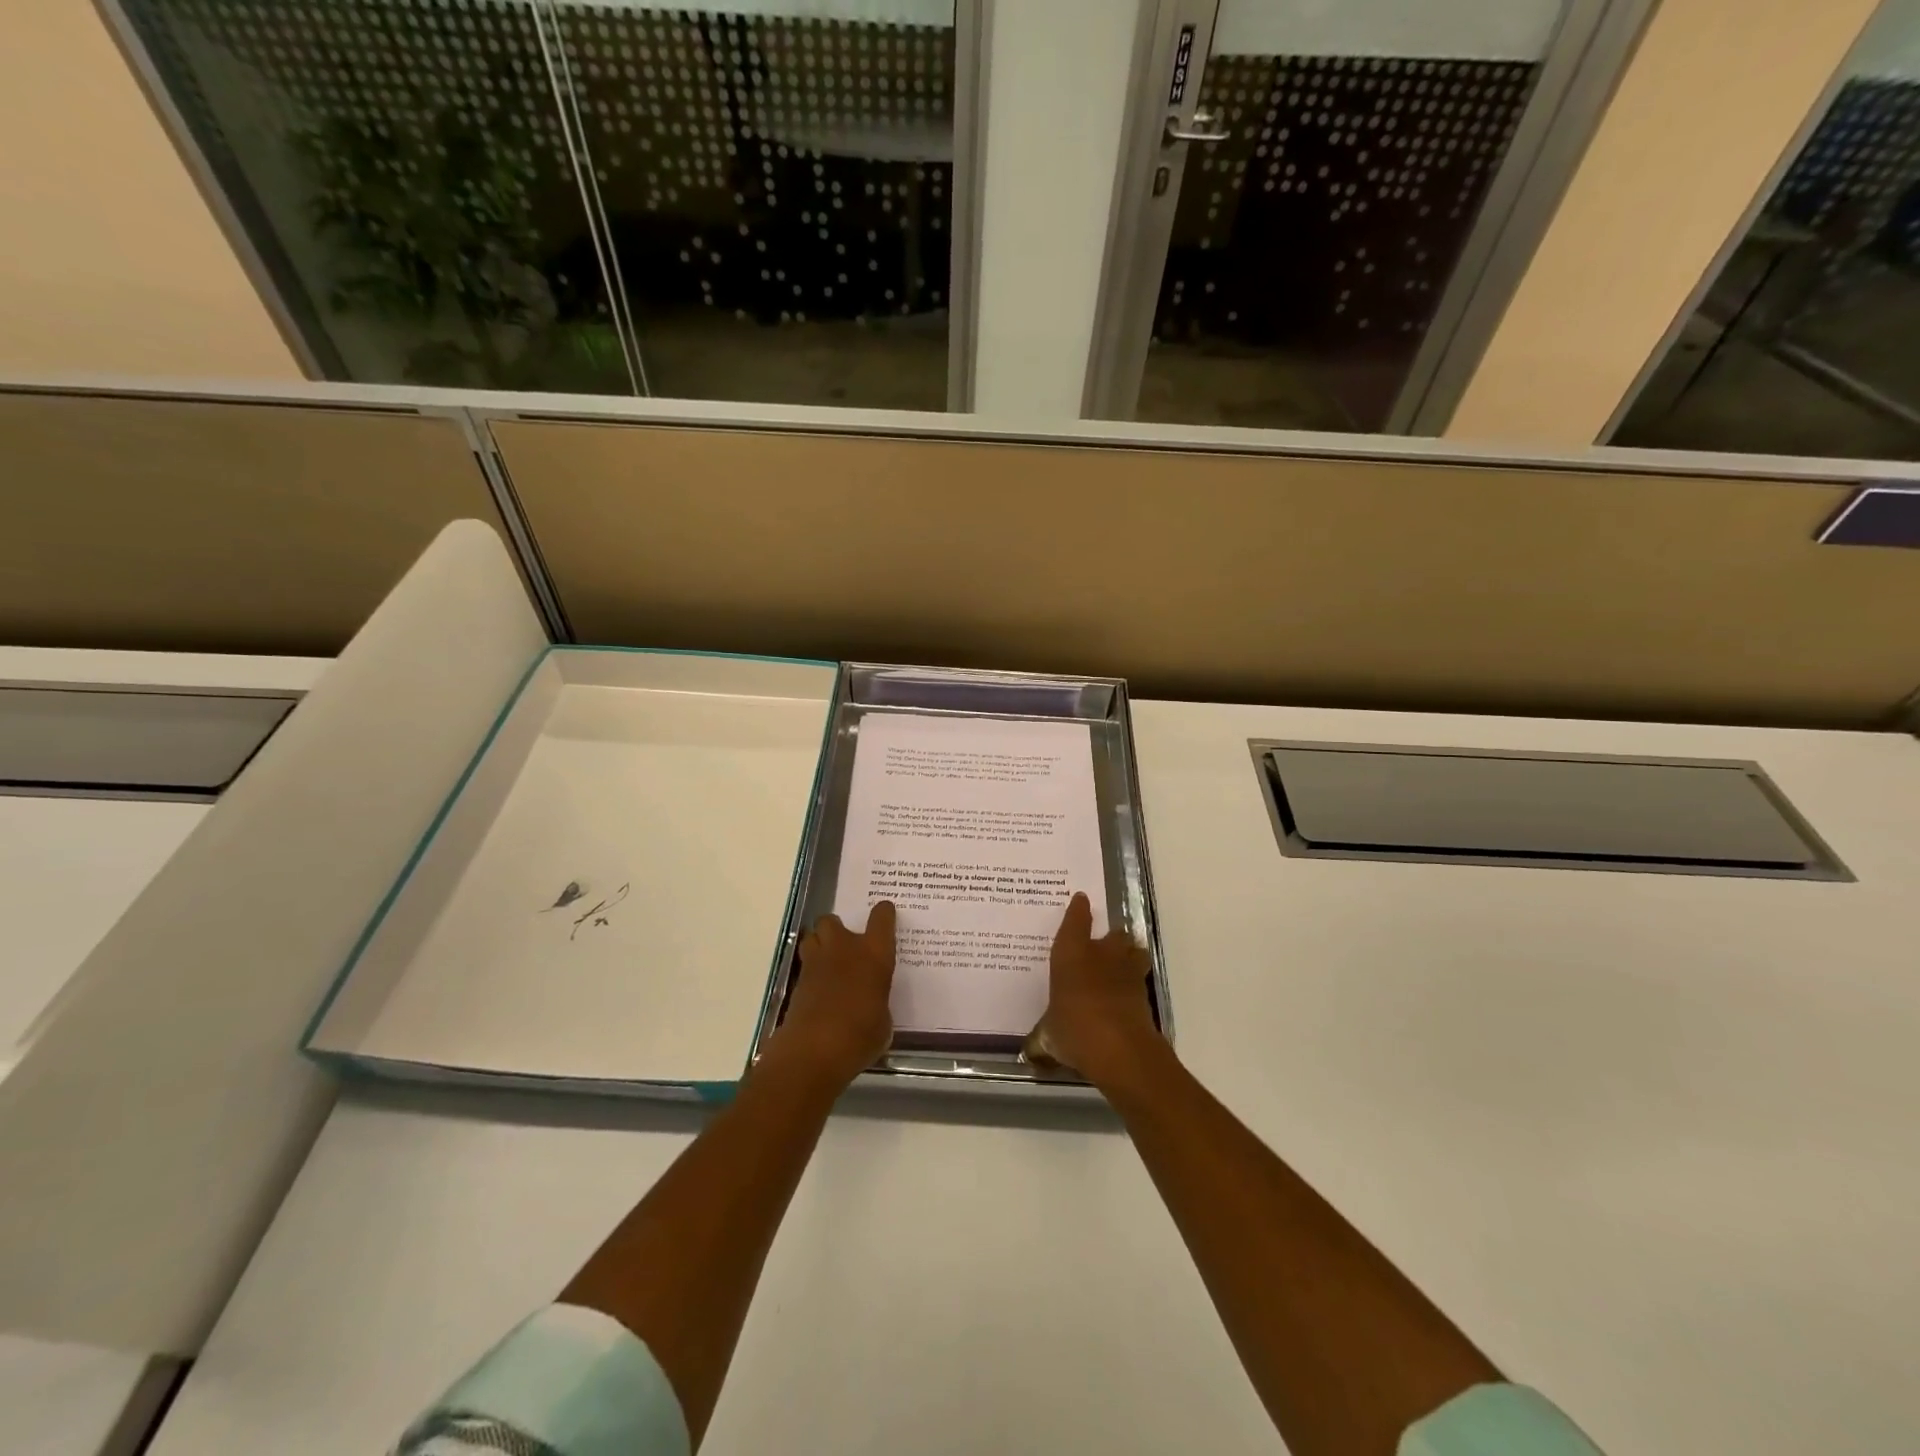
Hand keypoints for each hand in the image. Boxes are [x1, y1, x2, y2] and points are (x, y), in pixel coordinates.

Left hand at [771, 901, 896, 1089]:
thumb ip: (878, 1002)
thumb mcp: (883, 1021)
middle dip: (837, 929)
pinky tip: (819, 989)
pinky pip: (804, 965)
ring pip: (811, 936)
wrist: (814, 1050)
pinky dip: (811, 972)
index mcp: (874, 953)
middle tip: (846, 947)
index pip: (882, 918)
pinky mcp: (797, 982)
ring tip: (829, 963)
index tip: (885, 915)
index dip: (884, 914)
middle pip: (832, 920)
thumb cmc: (861, 1034)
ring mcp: (816, 963)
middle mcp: (844, 949)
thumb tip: (872, 1003)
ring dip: (819, 944)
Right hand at [1025, 892, 1163, 1087]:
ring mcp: (1127, 973)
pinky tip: (1124, 996)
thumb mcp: (1050, 1036)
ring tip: (1119, 967)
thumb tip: (1031, 1051)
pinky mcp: (1145, 994)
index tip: (1081, 899)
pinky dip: (1133, 984)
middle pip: (1113, 934)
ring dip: (1128, 956)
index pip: (1075, 921)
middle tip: (1101, 948)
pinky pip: (1139, 979)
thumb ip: (1043, 1037)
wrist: (1121, 1050)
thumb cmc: (1075, 1030)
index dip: (1078, 910)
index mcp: (1071, 954)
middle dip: (1109, 939)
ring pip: (1133, 951)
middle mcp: (1101, 955)